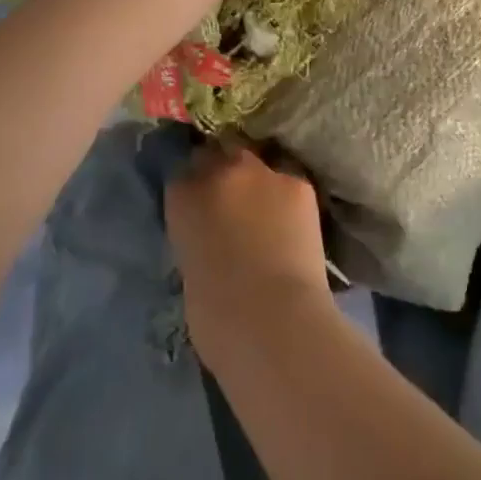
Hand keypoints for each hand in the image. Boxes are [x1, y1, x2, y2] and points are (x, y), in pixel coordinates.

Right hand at [165, 143, 332, 367]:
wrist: (275, 322)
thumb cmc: (218, 319)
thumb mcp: (189, 270)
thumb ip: (196, 236)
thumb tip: (210, 233)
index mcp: (182, 196)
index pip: (181, 174)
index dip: (192, 190)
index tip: (199, 208)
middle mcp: (220, 171)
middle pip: (218, 157)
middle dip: (222, 176)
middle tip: (232, 209)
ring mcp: (262, 172)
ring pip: (256, 167)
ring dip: (257, 185)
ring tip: (266, 217)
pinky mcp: (298, 183)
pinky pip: (288, 185)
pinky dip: (288, 202)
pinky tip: (293, 228)